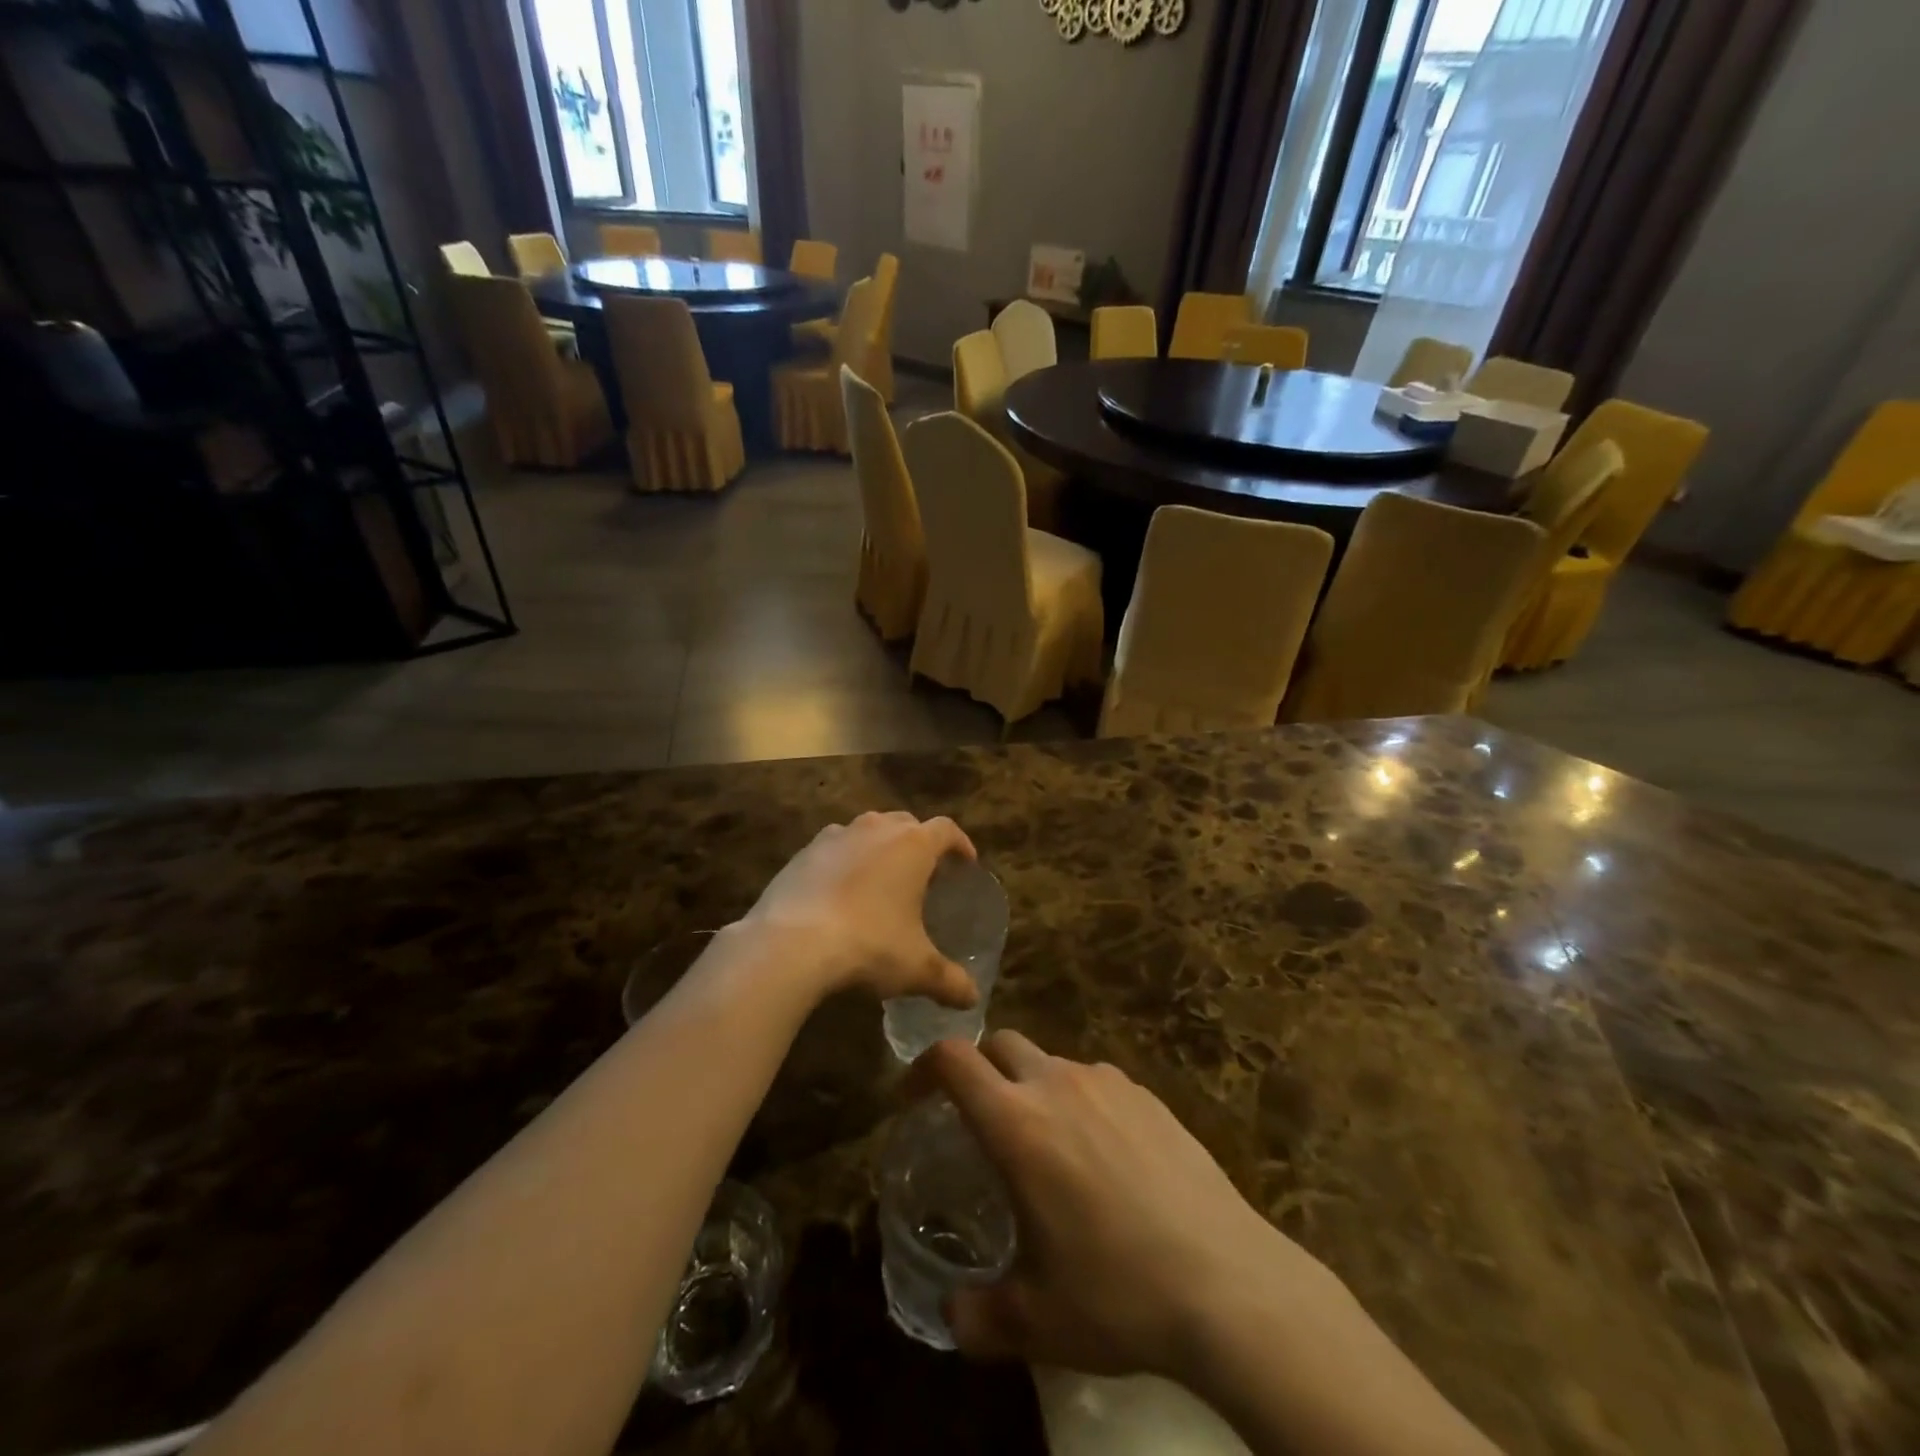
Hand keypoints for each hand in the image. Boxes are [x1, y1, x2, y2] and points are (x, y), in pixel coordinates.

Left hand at [738, 810, 978, 1006]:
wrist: (790, 944)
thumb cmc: (868, 945)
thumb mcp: (916, 968)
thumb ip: (949, 981)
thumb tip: (972, 999)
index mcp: (912, 845)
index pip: (946, 830)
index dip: (960, 844)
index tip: (966, 863)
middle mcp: (876, 829)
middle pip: (906, 823)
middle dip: (918, 842)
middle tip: (924, 874)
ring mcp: (835, 836)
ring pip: (867, 830)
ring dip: (879, 848)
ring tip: (881, 881)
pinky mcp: (802, 853)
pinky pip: (833, 848)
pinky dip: (843, 861)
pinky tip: (839, 892)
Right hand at [926, 1031, 1314, 1380]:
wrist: (1228, 1284)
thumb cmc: (1119, 1294)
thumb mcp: (1039, 1322)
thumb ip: (980, 1316)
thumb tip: (951, 1315)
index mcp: (1018, 1125)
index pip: (953, 1060)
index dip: (923, 1067)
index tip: (913, 1097)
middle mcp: (1058, 1086)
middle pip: (1001, 1043)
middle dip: (978, 1068)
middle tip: (977, 1118)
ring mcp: (1108, 1084)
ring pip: (1051, 1061)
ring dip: (1032, 1086)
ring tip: (1045, 1144)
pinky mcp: (1149, 1096)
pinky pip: (1097, 1081)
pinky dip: (1080, 1099)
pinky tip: (1103, 1153)